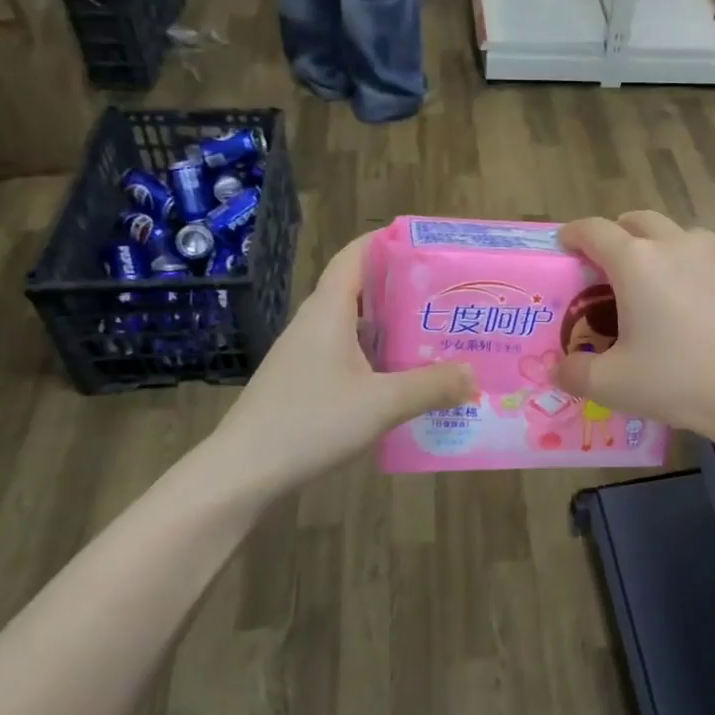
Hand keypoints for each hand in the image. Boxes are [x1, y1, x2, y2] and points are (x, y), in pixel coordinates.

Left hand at [208, 233, 473, 492]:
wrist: (241, 473)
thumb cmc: (309, 423)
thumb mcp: (382, 404)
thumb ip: (432, 386)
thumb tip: (473, 375)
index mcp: (329, 311)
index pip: (355, 255)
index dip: (387, 241)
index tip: (426, 244)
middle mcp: (316, 323)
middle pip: (361, 289)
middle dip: (403, 287)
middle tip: (447, 294)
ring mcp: (306, 354)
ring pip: (356, 325)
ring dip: (392, 325)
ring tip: (436, 332)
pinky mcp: (304, 381)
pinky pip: (349, 353)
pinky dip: (378, 355)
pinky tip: (404, 377)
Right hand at [554, 212, 714, 445]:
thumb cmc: (679, 381)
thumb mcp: (613, 384)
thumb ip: (574, 373)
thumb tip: (558, 369)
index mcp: (636, 261)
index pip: (593, 230)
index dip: (573, 234)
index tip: (564, 245)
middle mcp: (673, 243)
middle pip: (635, 221)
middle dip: (615, 235)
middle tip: (605, 268)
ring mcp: (712, 253)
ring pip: (672, 232)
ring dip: (653, 245)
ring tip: (649, 282)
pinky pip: (701, 252)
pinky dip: (684, 262)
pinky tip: (688, 299)